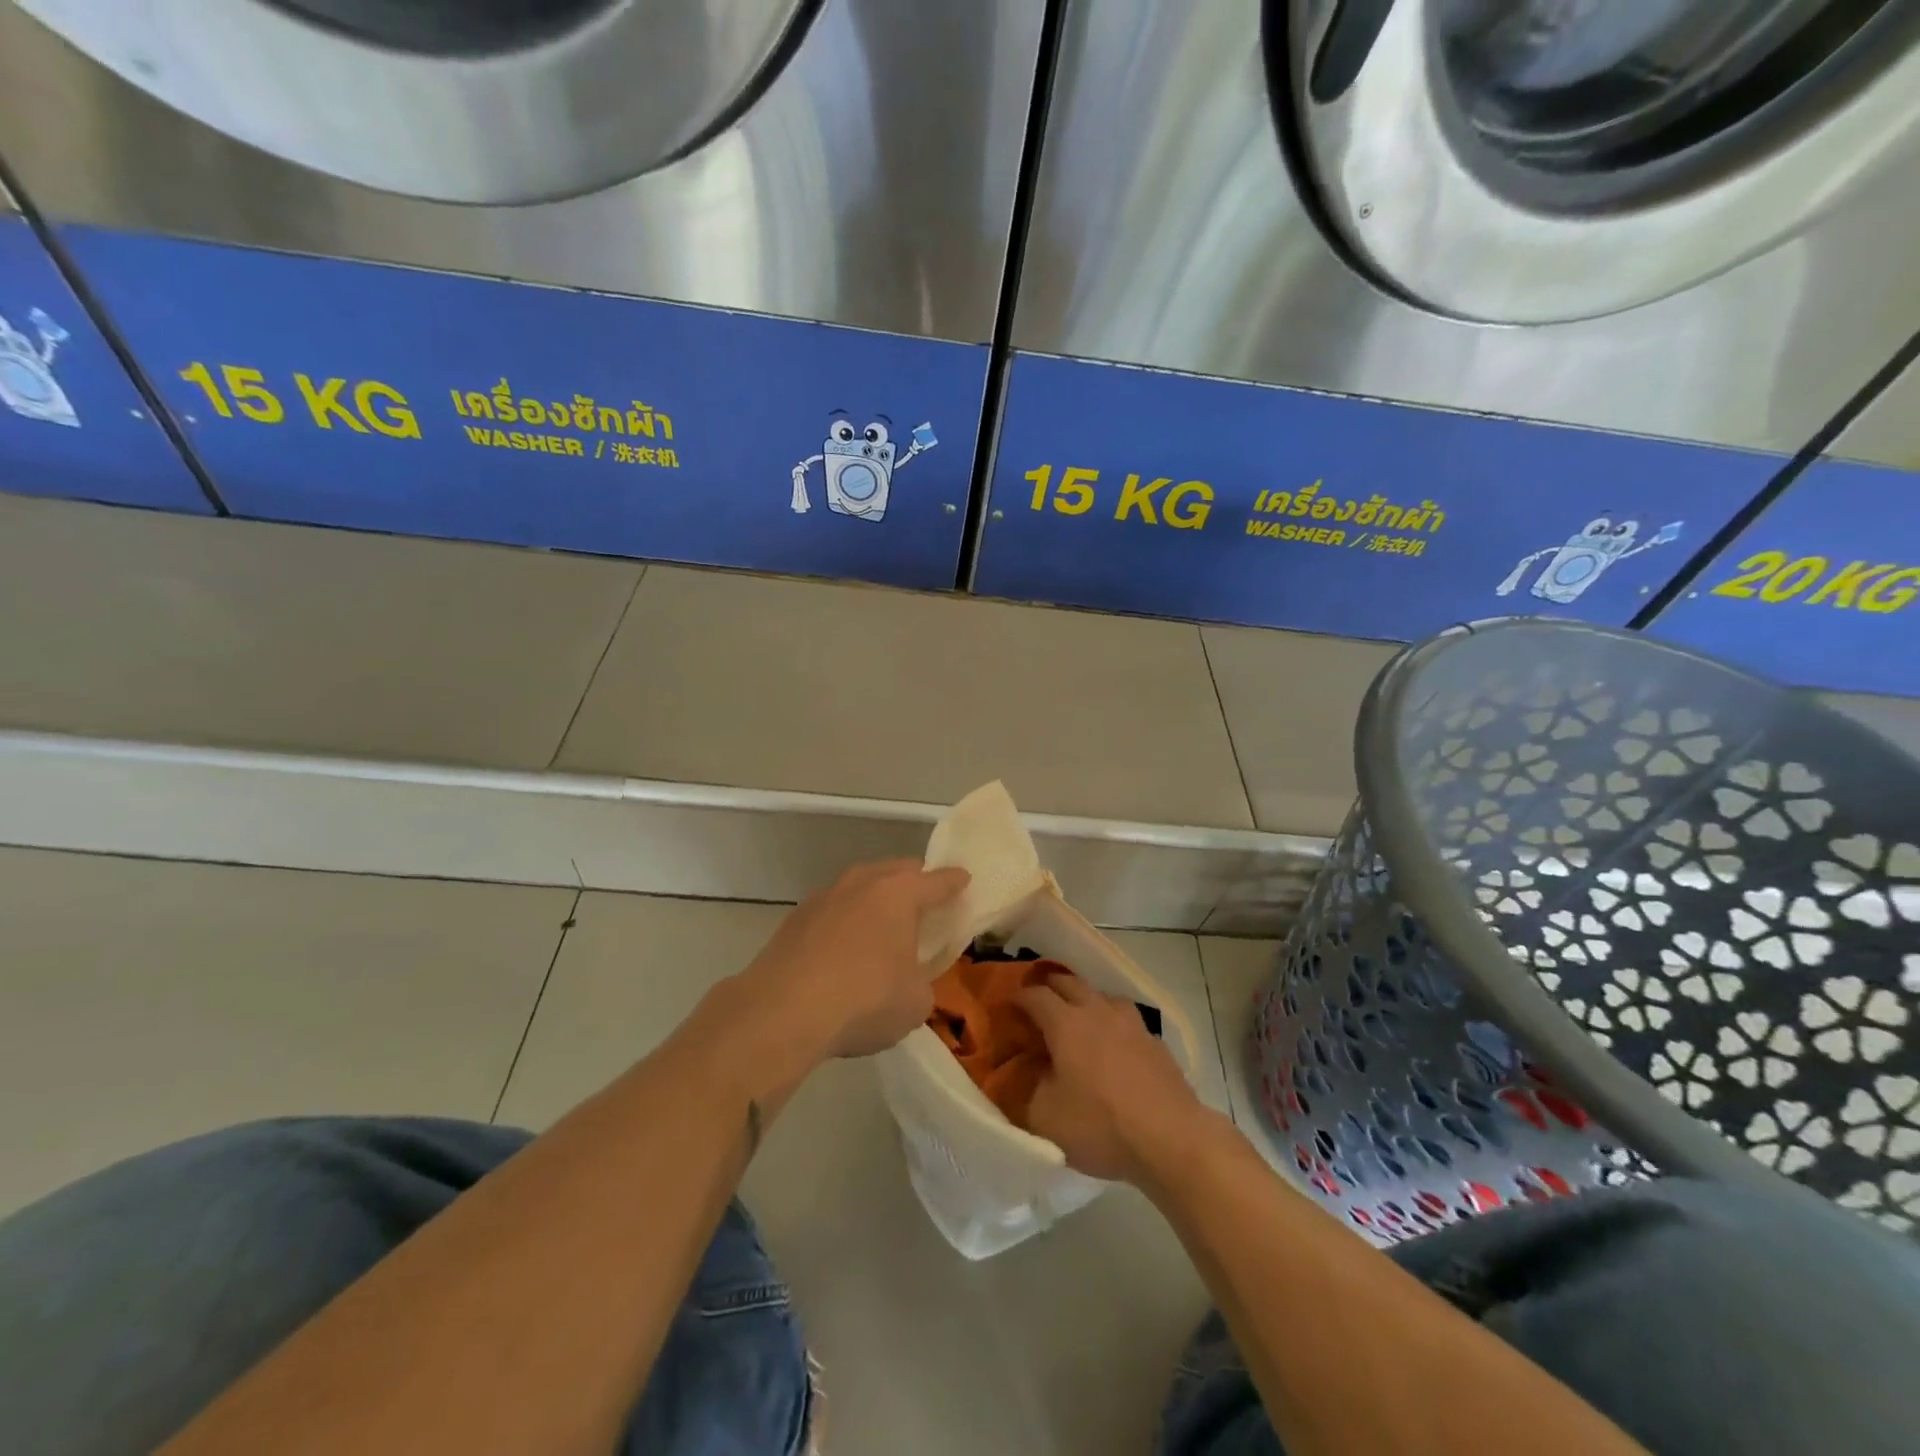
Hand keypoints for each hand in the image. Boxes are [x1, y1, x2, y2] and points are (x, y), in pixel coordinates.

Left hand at [740, 859, 969, 1060]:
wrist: (782, 1012)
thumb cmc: (864, 1000)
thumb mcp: (916, 1002)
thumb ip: (922, 982)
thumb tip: (908, 980)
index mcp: (899, 893)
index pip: (938, 881)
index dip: (955, 882)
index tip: (965, 880)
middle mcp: (862, 883)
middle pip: (896, 872)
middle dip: (914, 883)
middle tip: (925, 905)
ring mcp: (824, 897)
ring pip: (860, 887)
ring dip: (875, 901)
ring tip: (883, 927)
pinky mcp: (795, 919)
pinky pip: (833, 910)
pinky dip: (846, 922)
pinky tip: (845, 949)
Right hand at [1018, 973, 1204, 1183]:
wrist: (1172, 1138)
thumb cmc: (1101, 1126)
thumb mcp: (1046, 1118)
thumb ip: (1025, 1092)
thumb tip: (1020, 1075)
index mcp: (1066, 1023)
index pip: (1034, 995)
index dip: (1017, 997)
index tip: (1006, 1005)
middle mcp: (1097, 1011)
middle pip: (1068, 982)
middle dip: (1048, 987)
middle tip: (1036, 1001)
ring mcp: (1131, 1023)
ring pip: (1101, 995)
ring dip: (1084, 999)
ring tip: (1077, 1017)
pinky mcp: (1155, 1041)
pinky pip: (1126, 1019)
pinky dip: (1111, 1023)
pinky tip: (1113, 1044)